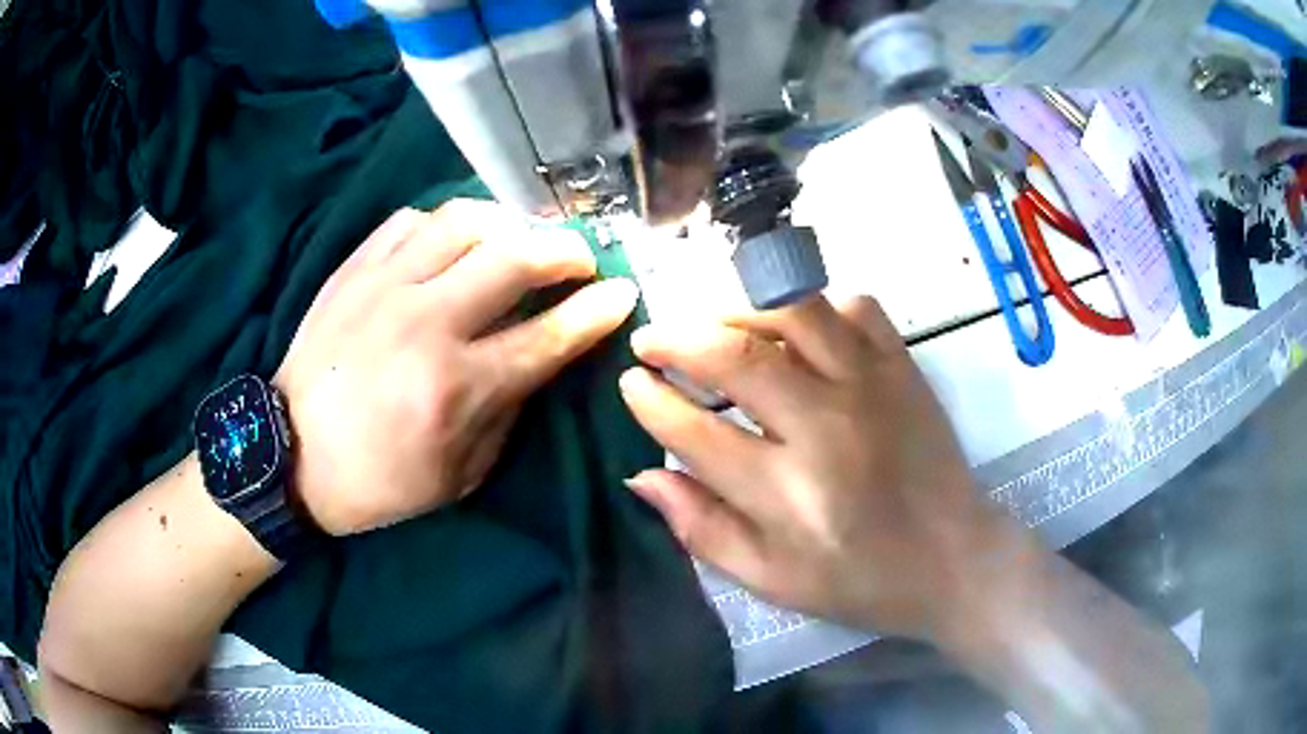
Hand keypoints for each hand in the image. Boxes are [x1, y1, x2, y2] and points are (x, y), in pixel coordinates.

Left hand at [274, 201, 637, 534]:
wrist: (291, 455)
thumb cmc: (379, 480)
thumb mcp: (460, 475)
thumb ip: (508, 413)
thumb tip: (542, 358)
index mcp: (456, 388)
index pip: (550, 335)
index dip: (598, 310)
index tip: (623, 292)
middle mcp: (426, 323)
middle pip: (516, 257)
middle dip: (566, 250)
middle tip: (580, 258)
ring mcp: (385, 286)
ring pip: (465, 219)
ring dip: (509, 224)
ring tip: (518, 241)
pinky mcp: (354, 269)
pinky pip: (413, 220)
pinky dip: (446, 225)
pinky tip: (453, 244)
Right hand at [619, 296, 1014, 640]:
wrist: (953, 559)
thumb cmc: (860, 581)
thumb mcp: (771, 580)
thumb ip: (702, 529)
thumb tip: (641, 476)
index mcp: (789, 493)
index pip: (696, 431)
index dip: (650, 401)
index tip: (629, 384)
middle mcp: (828, 426)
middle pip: (736, 356)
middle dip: (676, 339)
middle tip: (650, 341)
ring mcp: (872, 386)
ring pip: (792, 312)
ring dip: (738, 310)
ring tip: (714, 327)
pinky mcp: (903, 367)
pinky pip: (854, 306)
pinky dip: (815, 306)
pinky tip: (797, 329)